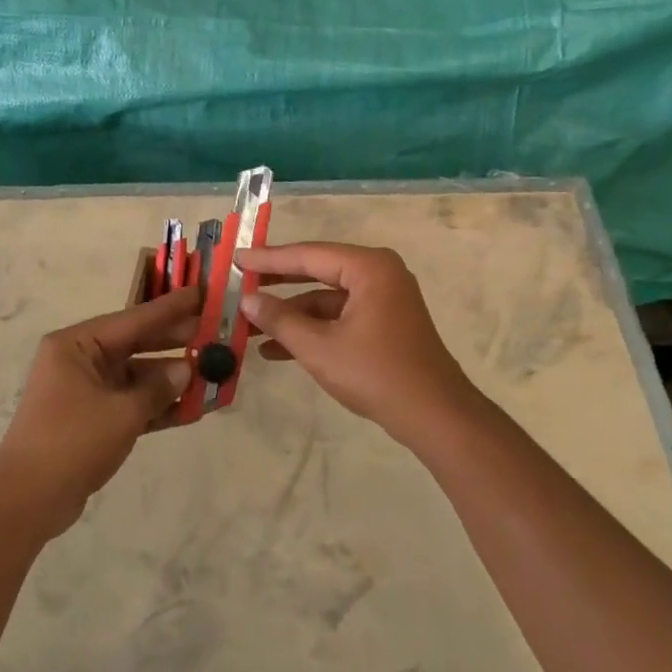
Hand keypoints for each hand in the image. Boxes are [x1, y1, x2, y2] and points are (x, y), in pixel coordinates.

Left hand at [0, 286, 199, 538]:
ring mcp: (85, 390)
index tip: (203, 293)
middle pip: (137, 343)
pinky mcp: (91, 419)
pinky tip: (193, 408)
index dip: (172, 307)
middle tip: (216, 332)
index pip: (134, 319)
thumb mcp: (122, 413)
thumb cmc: (71, 443)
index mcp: (76, 345)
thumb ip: (158, 389)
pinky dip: (157, 406)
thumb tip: (187, 371)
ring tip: (214, 372)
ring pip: (137, 375)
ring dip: (171, 379)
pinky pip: (131, 403)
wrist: (26, 501)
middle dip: (176, 341)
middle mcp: (79, 360)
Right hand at [237, 243, 484, 444]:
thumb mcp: (319, 347)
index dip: (268, 259)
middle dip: (277, 282)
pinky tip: (277, 349)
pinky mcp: (384, 323)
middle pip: (317, 270)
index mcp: (369, 268)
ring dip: (291, 313)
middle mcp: (379, 274)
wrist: (434, 415)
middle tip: (240, 282)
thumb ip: (281, 320)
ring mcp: (384, 299)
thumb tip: (248, 301)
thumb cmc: (376, 374)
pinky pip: (340, 316)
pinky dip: (312, 329)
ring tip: (249, 326)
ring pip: (326, 298)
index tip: (236, 258)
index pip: (308, 255)